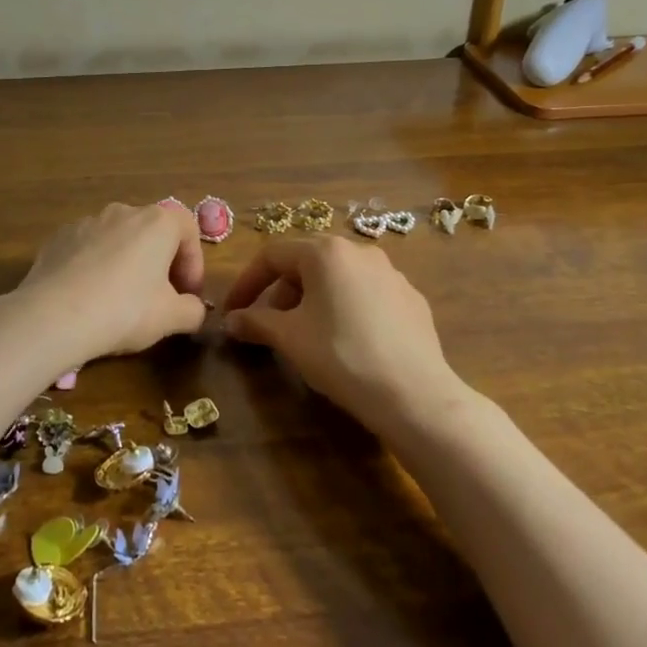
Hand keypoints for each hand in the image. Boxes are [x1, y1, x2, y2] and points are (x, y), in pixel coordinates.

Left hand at [14, 202, 207, 368]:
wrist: (54, 315)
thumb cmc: (125, 311)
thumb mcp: (171, 318)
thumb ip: (193, 310)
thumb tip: (194, 308)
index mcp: (157, 222)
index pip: (188, 229)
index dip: (194, 262)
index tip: (188, 293)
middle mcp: (123, 211)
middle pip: (152, 232)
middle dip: (161, 262)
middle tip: (160, 297)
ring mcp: (87, 221)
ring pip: (118, 239)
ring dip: (127, 262)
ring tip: (121, 298)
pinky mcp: (58, 237)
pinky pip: (88, 248)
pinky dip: (95, 265)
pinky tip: (89, 296)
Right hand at [223, 237, 462, 433]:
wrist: (414, 394)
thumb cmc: (341, 356)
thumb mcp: (289, 338)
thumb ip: (255, 322)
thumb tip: (231, 320)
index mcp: (326, 252)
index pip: (272, 255)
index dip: (247, 283)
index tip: (233, 311)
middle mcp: (360, 251)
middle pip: (307, 263)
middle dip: (281, 292)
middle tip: (270, 325)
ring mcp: (391, 273)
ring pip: (338, 278)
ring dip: (314, 300)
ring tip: (308, 335)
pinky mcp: (411, 299)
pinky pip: (366, 295)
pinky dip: (346, 310)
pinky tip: (347, 343)